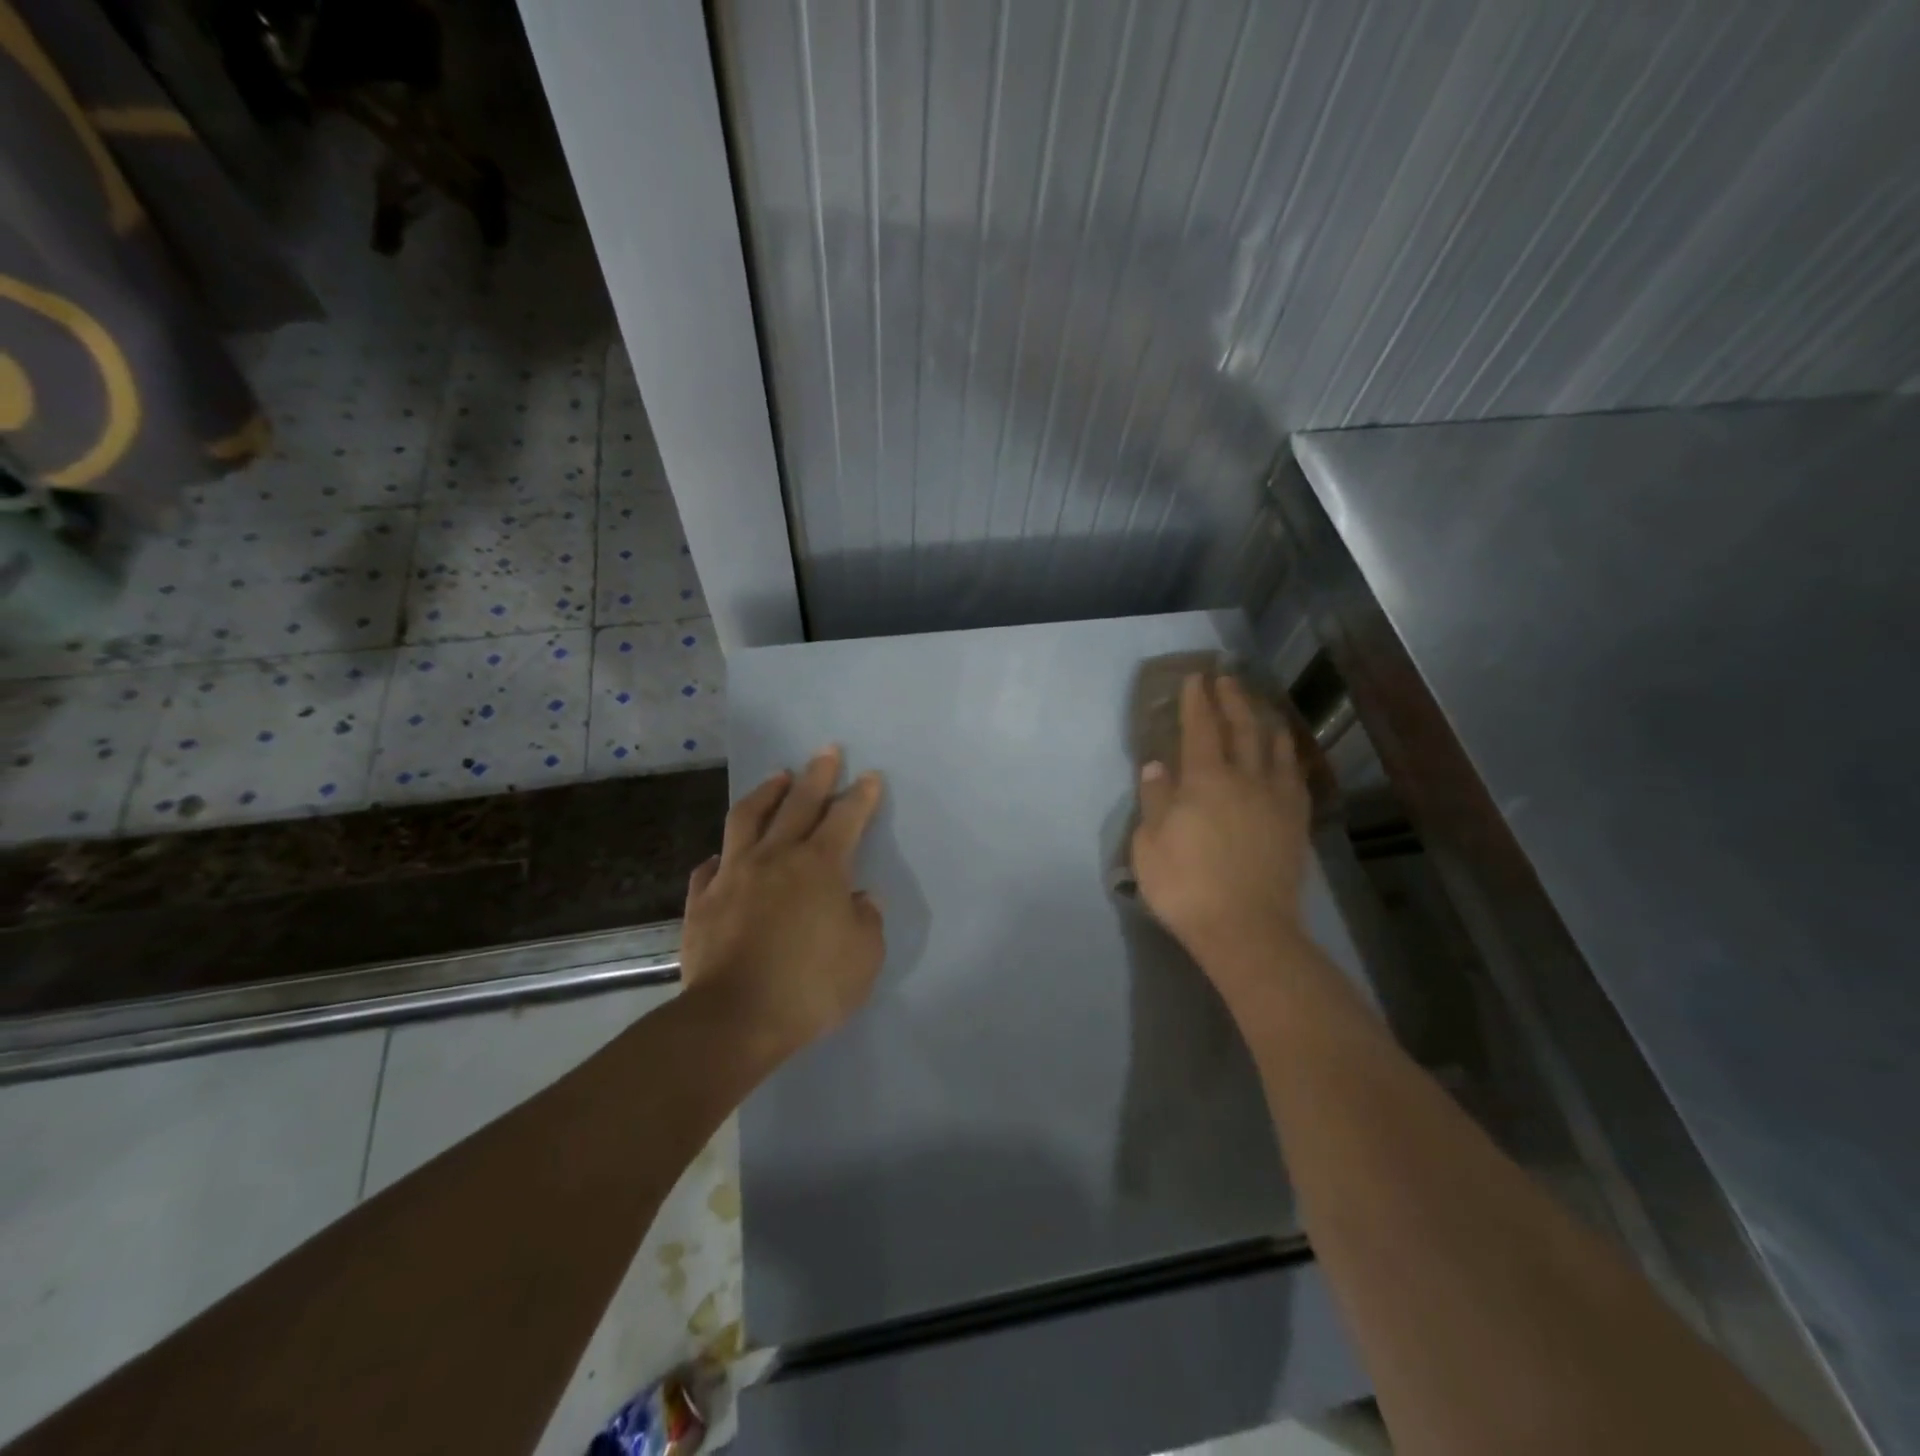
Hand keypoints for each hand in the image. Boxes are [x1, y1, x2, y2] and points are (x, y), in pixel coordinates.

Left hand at [680, 746, 885, 1055]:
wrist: (734, 1018)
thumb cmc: (810, 986)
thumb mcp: (864, 957)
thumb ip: (866, 920)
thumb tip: (859, 898)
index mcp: (821, 866)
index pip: (846, 818)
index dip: (861, 795)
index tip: (868, 776)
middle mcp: (776, 857)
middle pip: (799, 803)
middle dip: (817, 774)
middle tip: (826, 750)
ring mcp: (734, 875)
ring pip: (748, 818)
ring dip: (766, 793)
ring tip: (778, 777)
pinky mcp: (703, 900)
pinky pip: (711, 866)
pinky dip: (723, 855)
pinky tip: (725, 855)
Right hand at [1131, 674, 1311, 978]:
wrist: (1246, 930)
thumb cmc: (1186, 886)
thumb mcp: (1149, 844)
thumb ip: (1155, 800)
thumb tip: (1157, 767)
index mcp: (1205, 780)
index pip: (1201, 728)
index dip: (1197, 701)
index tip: (1195, 678)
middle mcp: (1245, 779)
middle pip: (1243, 728)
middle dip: (1233, 699)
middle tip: (1227, 679)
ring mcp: (1276, 800)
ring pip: (1276, 748)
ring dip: (1266, 720)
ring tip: (1261, 706)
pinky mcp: (1296, 823)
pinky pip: (1296, 778)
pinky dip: (1289, 757)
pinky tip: (1286, 756)